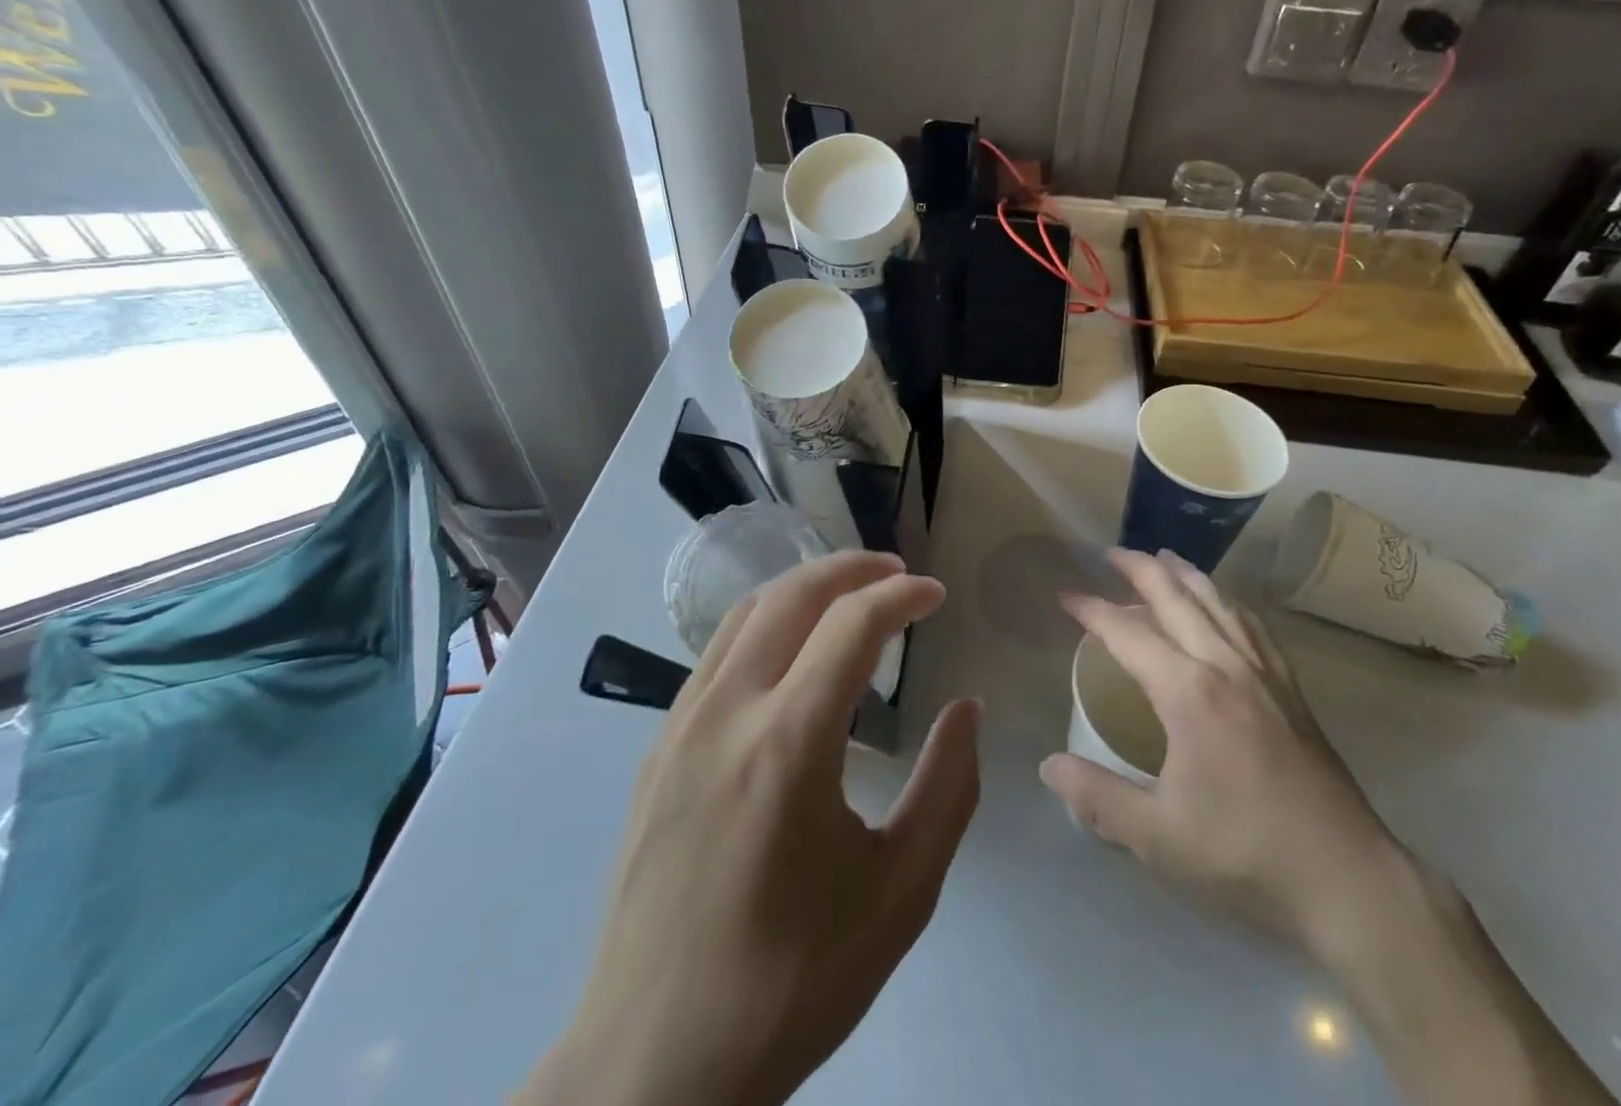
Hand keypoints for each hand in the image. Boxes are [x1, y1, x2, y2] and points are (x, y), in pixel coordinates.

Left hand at [517, 551, 980, 1105]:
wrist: (653, 1067)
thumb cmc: (791, 982)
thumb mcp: (901, 893)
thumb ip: (948, 787)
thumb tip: (965, 710)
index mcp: (788, 743)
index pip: (852, 624)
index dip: (902, 596)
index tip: (936, 596)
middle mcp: (727, 712)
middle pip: (791, 595)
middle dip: (851, 568)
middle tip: (897, 573)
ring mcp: (680, 726)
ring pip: (745, 613)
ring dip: (804, 587)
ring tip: (849, 595)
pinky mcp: (656, 750)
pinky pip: (717, 653)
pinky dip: (766, 623)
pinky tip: (791, 654)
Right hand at [1042, 551, 1618, 1105]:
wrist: (1347, 880)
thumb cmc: (1246, 855)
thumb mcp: (1159, 838)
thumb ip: (1098, 798)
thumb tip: (1048, 766)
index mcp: (1189, 693)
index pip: (1129, 633)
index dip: (1094, 610)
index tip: (1067, 595)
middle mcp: (1226, 666)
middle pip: (1178, 599)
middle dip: (1141, 570)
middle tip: (1112, 553)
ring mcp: (1264, 674)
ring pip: (1219, 603)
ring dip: (1186, 575)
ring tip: (1163, 558)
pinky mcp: (1291, 690)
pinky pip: (1254, 626)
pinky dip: (1229, 602)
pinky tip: (1225, 605)